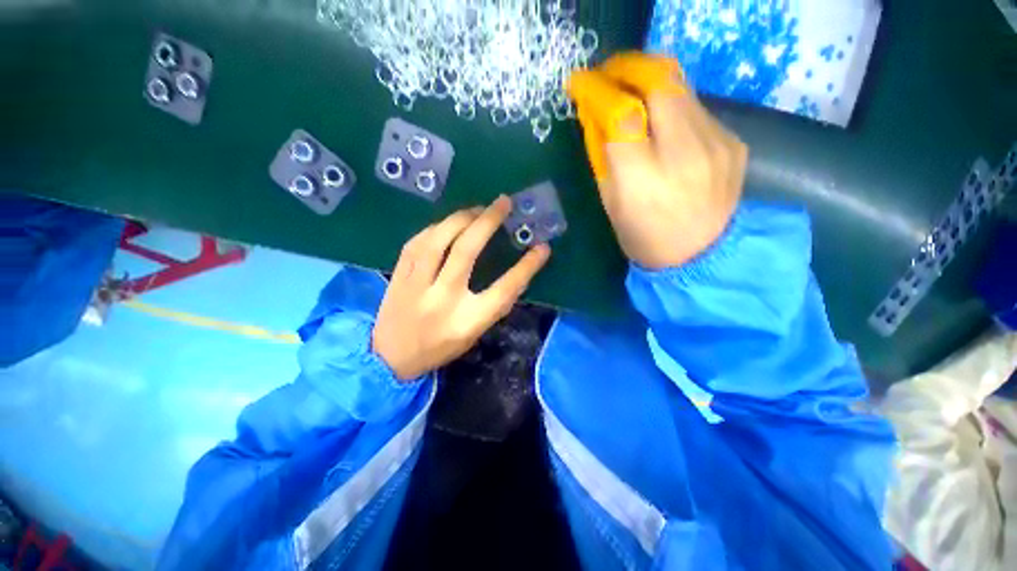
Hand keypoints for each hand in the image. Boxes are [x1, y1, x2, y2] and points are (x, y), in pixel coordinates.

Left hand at [372, 197, 550, 380]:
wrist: (390, 358)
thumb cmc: (439, 348)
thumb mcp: (474, 334)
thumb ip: (493, 305)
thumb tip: (516, 276)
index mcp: (467, 320)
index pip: (504, 289)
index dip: (526, 267)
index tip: (542, 248)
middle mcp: (442, 298)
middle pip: (466, 252)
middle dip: (487, 222)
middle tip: (503, 202)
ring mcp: (416, 285)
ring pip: (437, 240)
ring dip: (460, 218)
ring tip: (477, 209)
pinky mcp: (399, 275)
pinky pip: (417, 242)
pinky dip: (436, 227)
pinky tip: (448, 223)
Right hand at [568, 52, 747, 268]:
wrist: (703, 257)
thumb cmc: (644, 237)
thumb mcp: (610, 203)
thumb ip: (602, 156)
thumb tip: (595, 114)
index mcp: (643, 179)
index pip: (620, 113)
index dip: (596, 90)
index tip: (579, 83)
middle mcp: (684, 154)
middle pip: (659, 80)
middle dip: (627, 67)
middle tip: (608, 74)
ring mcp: (716, 143)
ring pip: (681, 86)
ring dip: (649, 81)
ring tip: (631, 92)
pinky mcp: (733, 141)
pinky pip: (696, 108)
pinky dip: (672, 106)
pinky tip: (663, 125)